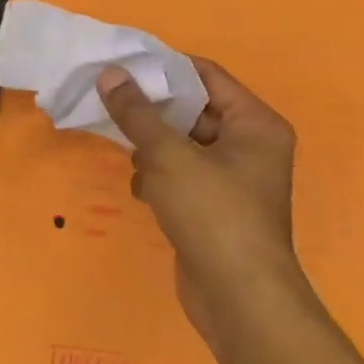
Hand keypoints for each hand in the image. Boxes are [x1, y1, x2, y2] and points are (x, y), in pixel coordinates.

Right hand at [97, 58, 302, 345]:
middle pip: (192, 110)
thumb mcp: (168, 155)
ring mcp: (233, 180)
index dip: (164, 67)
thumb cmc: (212, 213)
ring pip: (182, 145)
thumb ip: (136, 112)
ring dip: (152, 147)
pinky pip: (180, 176)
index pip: (206, 76)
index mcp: (254, 124)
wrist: (238, 299)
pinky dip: (158, 178)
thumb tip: (110, 73)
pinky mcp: (215, 208)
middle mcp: (250, 146)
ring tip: (124, 150)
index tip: (122, 64)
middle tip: (109, 99)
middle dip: (151, 110)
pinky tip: (140, 190)